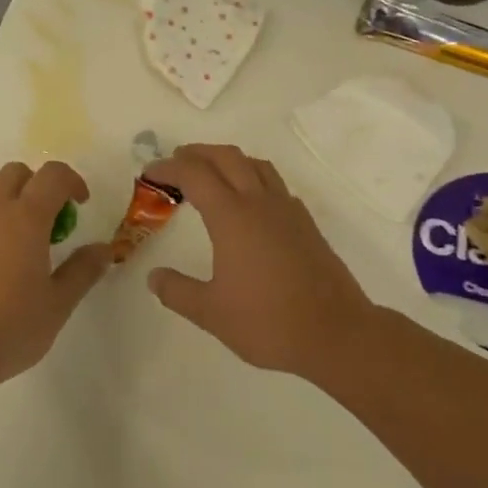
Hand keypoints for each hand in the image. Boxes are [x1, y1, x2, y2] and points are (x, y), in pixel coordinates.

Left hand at [0, 161, 112, 381]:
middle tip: (49, 220)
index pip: (52, 175)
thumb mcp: (57, 304)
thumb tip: (103, 249)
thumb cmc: (8, 327)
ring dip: (6, 198)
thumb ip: (82, 271)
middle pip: (15, 173)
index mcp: (25, 217)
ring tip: (17, 235)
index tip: (80, 204)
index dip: (72, 181)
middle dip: (37, 185)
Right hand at [145, 144, 377, 375]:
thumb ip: (177, 291)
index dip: (168, 168)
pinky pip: (274, 184)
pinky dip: (252, 178)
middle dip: (197, 153)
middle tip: (175, 163)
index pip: (194, 174)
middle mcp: (260, 203)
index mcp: (232, 217)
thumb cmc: (269, 322)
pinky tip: (247, 203)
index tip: (150, 174)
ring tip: (209, 174)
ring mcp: (287, 210)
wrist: (337, 334)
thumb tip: (154, 277)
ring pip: (255, 165)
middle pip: (226, 157)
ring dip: (227, 160)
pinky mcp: (305, 224)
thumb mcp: (211, 313)